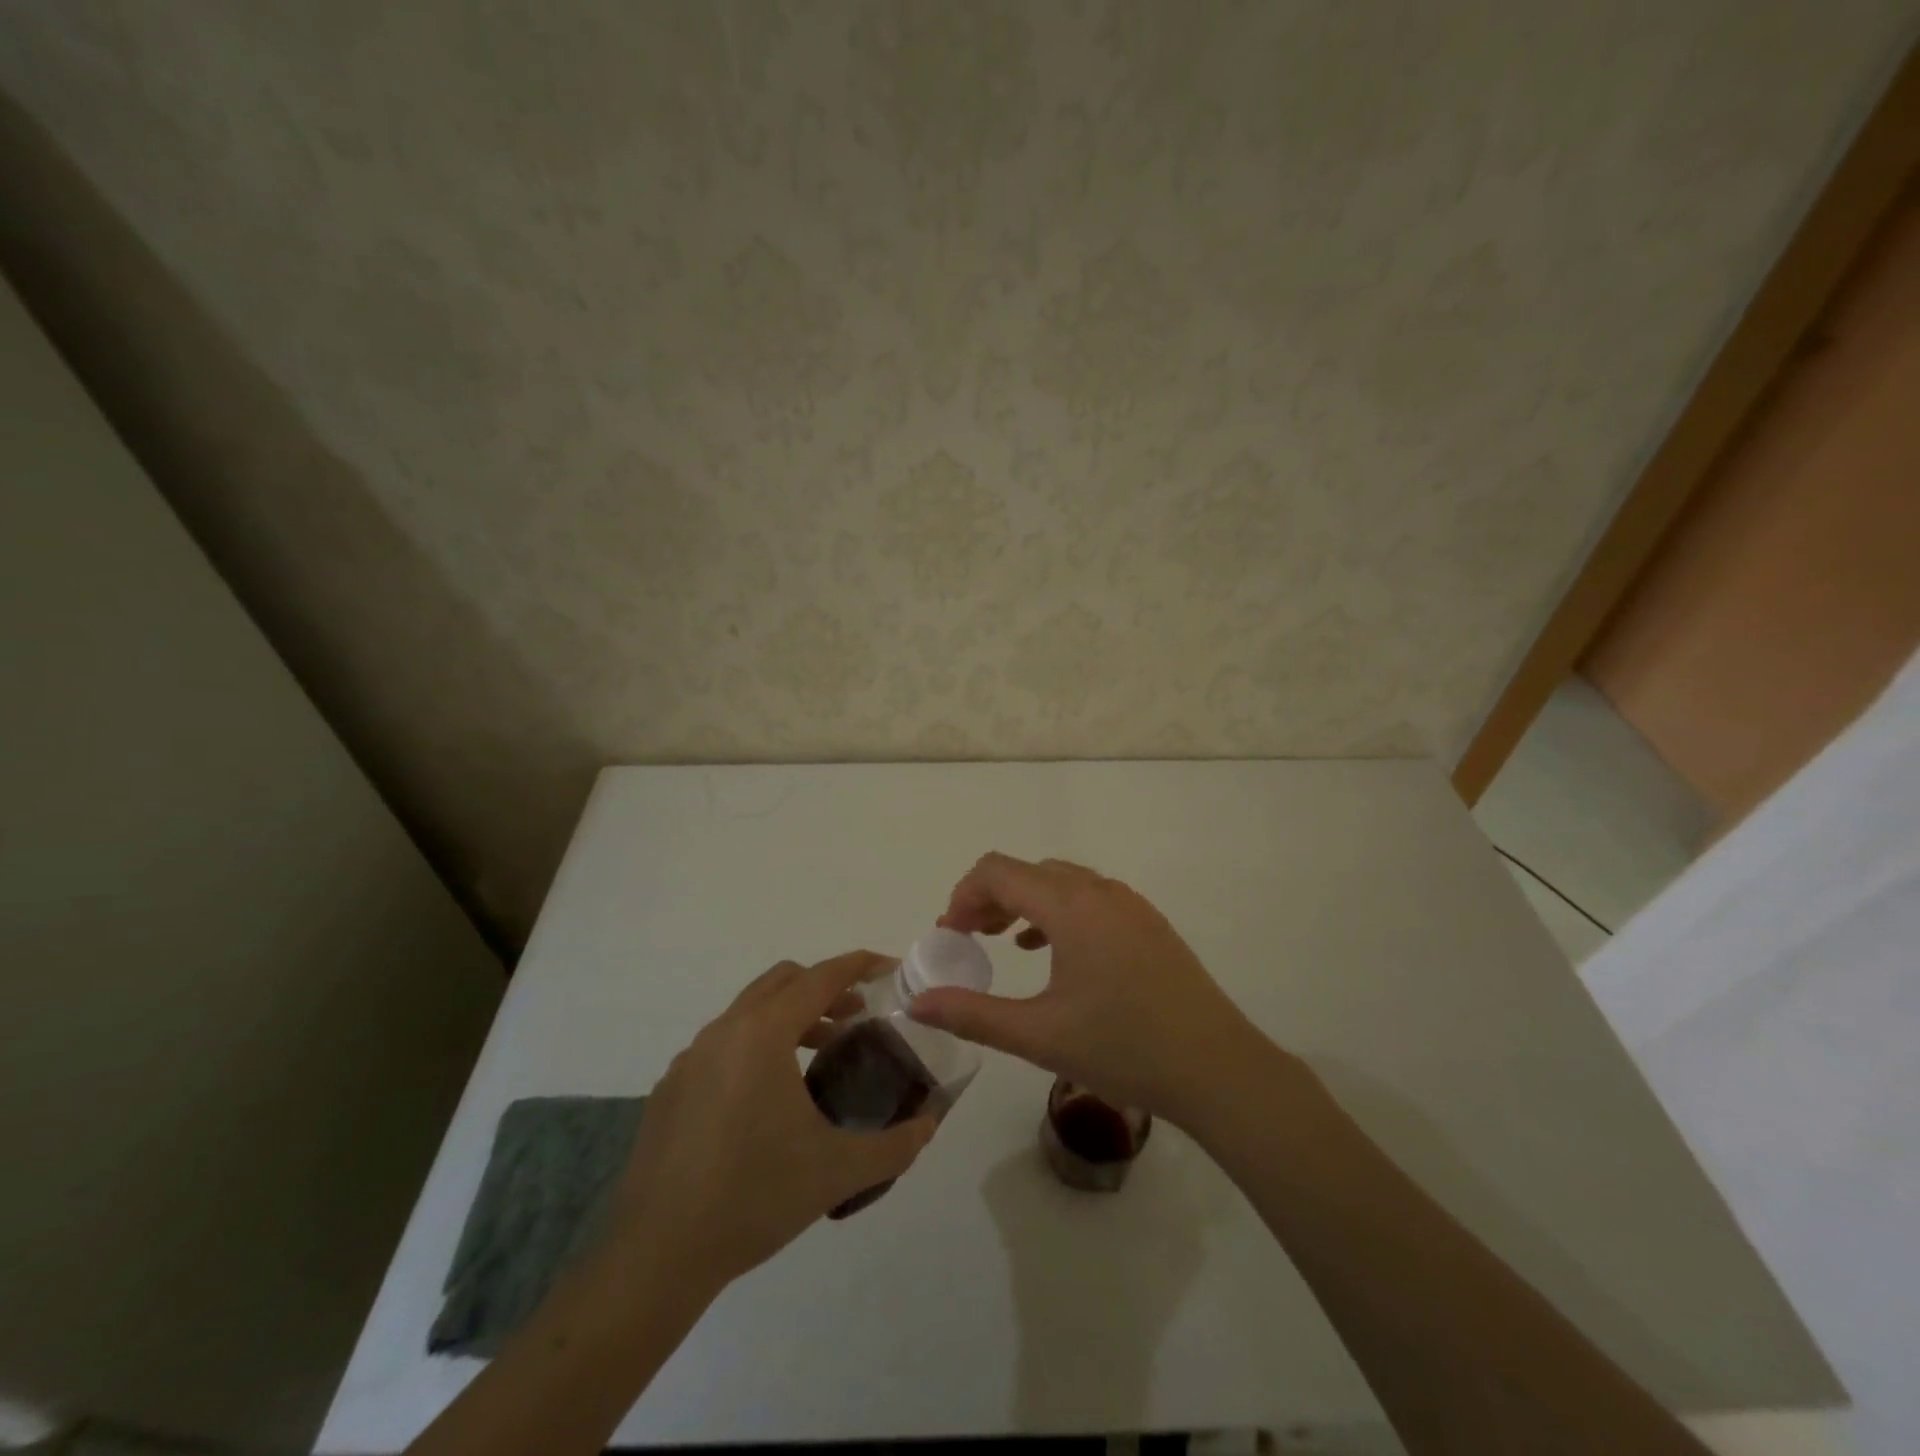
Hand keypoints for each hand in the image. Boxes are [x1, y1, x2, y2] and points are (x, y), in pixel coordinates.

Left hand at [604, 951, 935, 1293]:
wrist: (656, 1258)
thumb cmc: (754, 1199)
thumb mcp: (837, 1172)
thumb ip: (894, 1145)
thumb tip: (929, 1125)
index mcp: (762, 1034)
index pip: (820, 978)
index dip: (858, 965)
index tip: (889, 967)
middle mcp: (724, 1032)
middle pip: (782, 981)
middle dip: (824, 987)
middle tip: (857, 1016)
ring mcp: (690, 1059)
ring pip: (749, 1011)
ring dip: (790, 1016)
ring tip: (820, 1054)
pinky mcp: (670, 1088)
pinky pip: (723, 1044)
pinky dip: (756, 1045)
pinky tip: (768, 1098)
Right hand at [911, 853, 1274, 1128]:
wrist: (1218, 1068)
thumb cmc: (1124, 1049)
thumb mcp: (1039, 1035)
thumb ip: (972, 1015)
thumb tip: (917, 1004)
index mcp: (1070, 906)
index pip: (998, 871)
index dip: (963, 896)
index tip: (950, 936)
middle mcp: (1099, 891)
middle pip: (1027, 872)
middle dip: (989, 898)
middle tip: (969, 940)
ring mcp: (1129, 904)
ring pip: (1060, 882)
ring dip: (1024, 903)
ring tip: (1003, 942)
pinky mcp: (1147, 923)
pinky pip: (1089, 898)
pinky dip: (1057, 912)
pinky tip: (1052, 952)